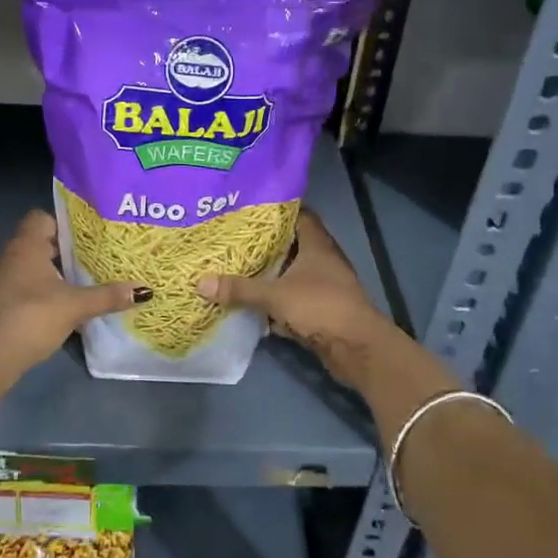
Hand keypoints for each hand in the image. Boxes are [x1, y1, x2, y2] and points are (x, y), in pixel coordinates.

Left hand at [0, 210, 147, 375]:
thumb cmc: (32, 317)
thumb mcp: (76, 306)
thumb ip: (108, 296)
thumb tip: (144, 290)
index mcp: (26, 246)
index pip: (41, 218)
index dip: (62, 224)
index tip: (84, 238)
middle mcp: (7, 256)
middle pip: (35, 243)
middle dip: (59, 252)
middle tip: (88, 261)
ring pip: (25, 267)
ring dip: (45, 275)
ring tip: (74, 286)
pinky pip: (16, 289)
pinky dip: (32, 294)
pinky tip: (51, 310)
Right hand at [196, 210, 391, 390]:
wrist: (356, 348)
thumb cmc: (320, 307)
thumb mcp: (275, 295)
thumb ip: (239, 288)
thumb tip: (200, 282)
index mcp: (317, 244)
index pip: (298, 215)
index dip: (276, 210)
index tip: (249, 209)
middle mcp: (322, 260)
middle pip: (292, 244)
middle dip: (266, 243)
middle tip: (234, 238)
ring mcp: (324, 286)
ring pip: (292, 273)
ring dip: (271, 273)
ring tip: (238, 266)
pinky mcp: (321, 309)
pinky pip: (293, 298)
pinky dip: (276, 300)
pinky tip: (253, 302)